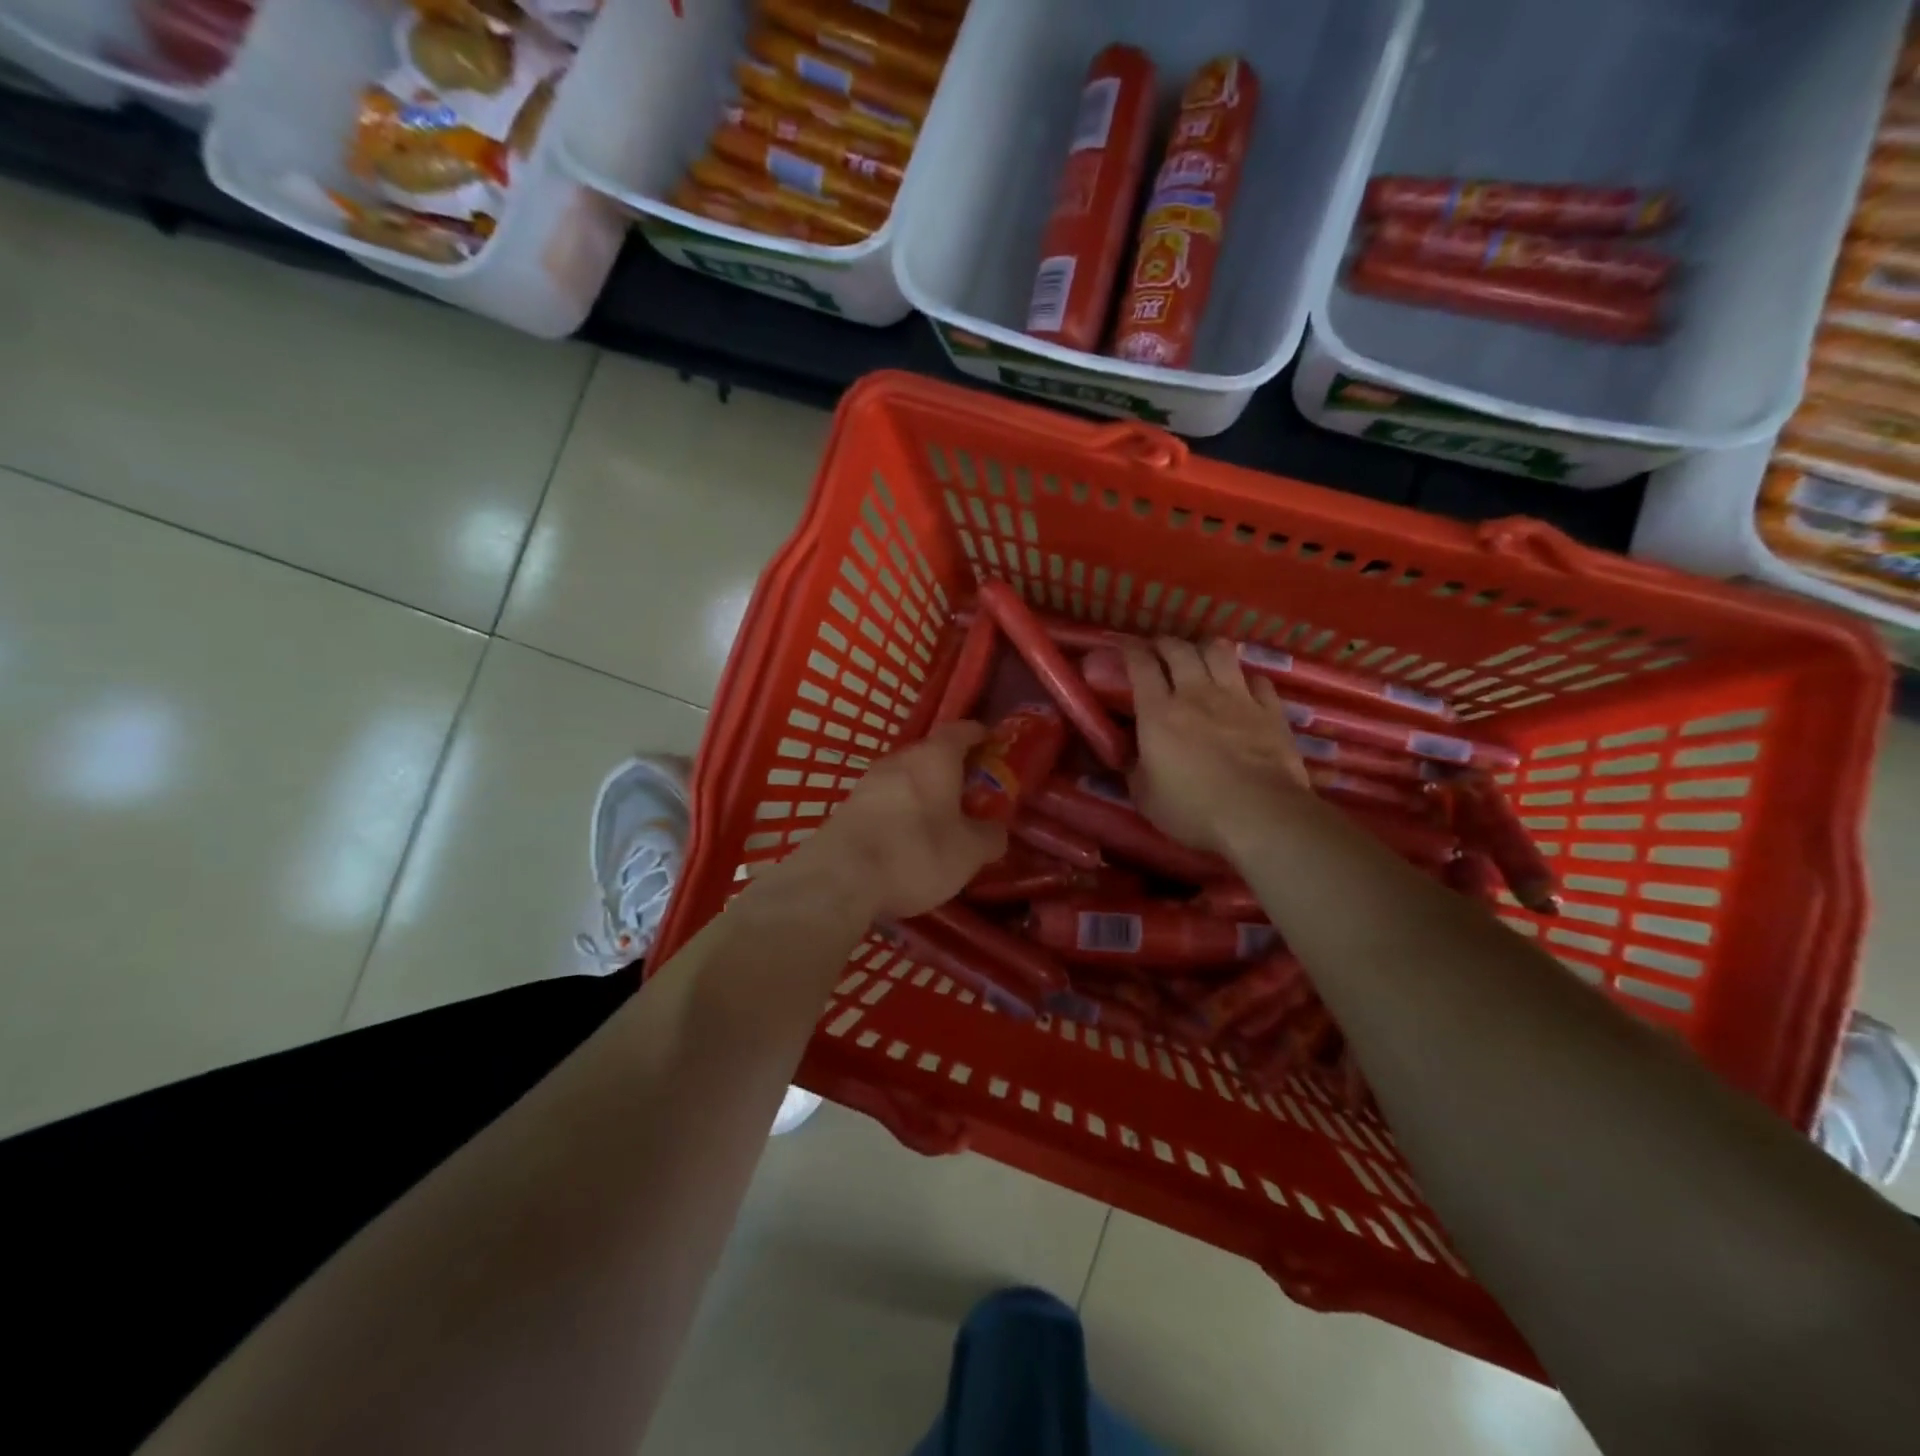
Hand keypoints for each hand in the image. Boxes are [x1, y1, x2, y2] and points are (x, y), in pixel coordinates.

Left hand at [804, 721, 1007, 920]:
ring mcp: (868, 782)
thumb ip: (990, 836)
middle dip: (952, 769)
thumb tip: (996, 830)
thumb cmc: (916, 853)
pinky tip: (906, 838)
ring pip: (905, 778)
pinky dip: (901, 811)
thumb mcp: (969, 852)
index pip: (960, 730)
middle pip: (930, 754)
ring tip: (940, 819)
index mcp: (934, 758)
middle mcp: (899, 760)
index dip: (978, 735)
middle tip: (970, 792)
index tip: (991, 743)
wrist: (839, 878)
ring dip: (923, 792)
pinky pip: (885, 801)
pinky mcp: (848, 808)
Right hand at [1123, 638, 1308, 854]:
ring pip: (1219, 651)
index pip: (1140, 664)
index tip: (1121, 645)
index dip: (1128, 648)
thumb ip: (1133, 768)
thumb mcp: (1145, 797)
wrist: (1260, 815)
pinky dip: (1245, 678)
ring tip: (1200, 656)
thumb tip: (1125, 754)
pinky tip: (1243, 687)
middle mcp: (1196, 693)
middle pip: (1178, 649)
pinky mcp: (1270, 710)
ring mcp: (1237, 698)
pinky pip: (1257, 679)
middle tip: (1158, 651)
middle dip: (1164, 643)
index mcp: (1159, 713)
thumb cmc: (1193, 810)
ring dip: (1204, 648)